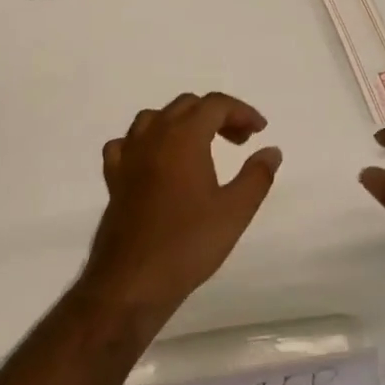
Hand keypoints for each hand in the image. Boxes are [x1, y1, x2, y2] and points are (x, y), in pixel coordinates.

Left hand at [82, 93, 281, 314]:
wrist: (133, 279)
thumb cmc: (188, 243)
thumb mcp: (235, 211)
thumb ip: (257, 175)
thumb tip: (271, 150)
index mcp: (184, 137)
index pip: (215, 104)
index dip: (241, 111)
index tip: (260, 132)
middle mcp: (153, 136)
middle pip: (186, 106)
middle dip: (216, 115)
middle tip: (239, 142)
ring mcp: (128, 155)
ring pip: (154, 118)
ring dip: (181, 123)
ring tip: (201, 147)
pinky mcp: (113, 177)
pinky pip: (127, 143)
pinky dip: (146, 143)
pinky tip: (156, 162)